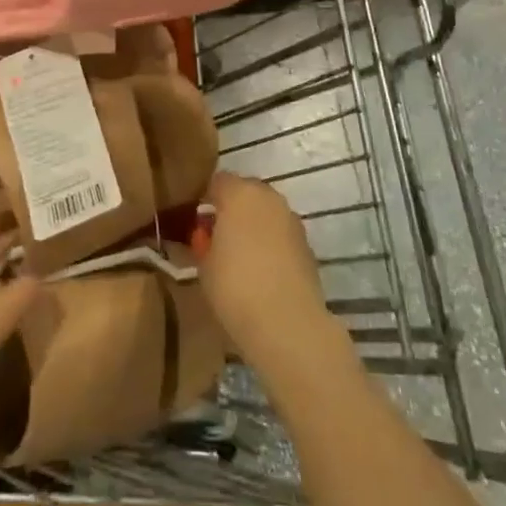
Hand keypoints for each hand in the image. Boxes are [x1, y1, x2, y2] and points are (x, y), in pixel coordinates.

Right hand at [198, 172, 330, 364]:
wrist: (287, 323)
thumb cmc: (235, 287)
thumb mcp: (203, 265)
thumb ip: (203, 242)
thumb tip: (206, 235)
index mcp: (239, 193)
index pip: (217, 181)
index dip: (206, 200)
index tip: (198, 223)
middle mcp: (268, 197)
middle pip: (245, 192)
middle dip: (232, 210)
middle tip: (219, 239)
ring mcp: (291, 219)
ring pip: (266, 212)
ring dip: (254, 225)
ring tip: (242, 257)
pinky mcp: (307, 243)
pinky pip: (281, 233)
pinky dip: (272, 243)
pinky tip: (264, 271)